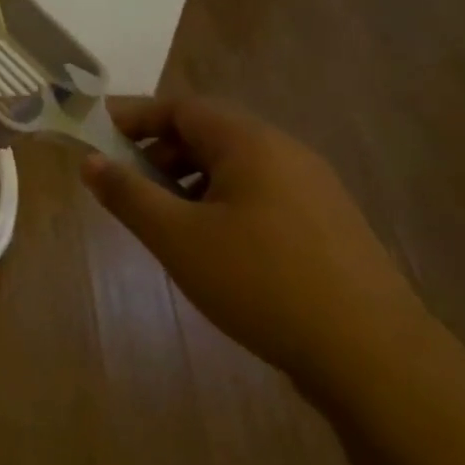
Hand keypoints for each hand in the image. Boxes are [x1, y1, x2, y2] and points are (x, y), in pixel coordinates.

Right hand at [81, 95, 430, 387]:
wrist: (375, 357)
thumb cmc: (262, 283)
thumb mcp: (178, 238)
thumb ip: (128, 194)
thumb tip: (90, 161)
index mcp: (250, 142)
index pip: (181, 107)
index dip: (134, 117)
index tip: (98, 135)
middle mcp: (285, 152)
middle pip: (208, 134)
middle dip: (159, 152)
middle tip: (125, 184)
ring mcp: (313, 189)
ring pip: (234, 167)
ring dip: (189, 181)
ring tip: (164, 221)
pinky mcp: (327, 225)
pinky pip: (260, 194)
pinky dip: (221, 203)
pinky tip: (213, 247)